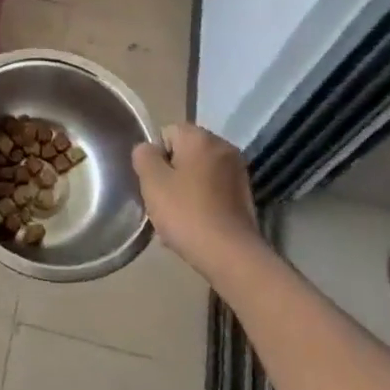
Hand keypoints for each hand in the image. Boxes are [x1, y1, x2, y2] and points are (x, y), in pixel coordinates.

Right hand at [132, 124, 260, 276]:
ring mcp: (238, 172)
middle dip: (171, 173)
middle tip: (163, 201)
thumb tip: (148, 150)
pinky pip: (213, 190)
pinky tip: (195, 225)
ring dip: (185, 189)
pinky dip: (202, 201)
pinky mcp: (245, 196)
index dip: (155, 157)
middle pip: (184, 152)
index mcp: (201, 138)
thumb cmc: (187, 213)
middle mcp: (223, 147)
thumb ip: (143, 156)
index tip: (155, 183)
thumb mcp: (152, 181)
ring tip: (178, 218)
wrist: (232, 256)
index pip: (167, 133)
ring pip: (198, 173)